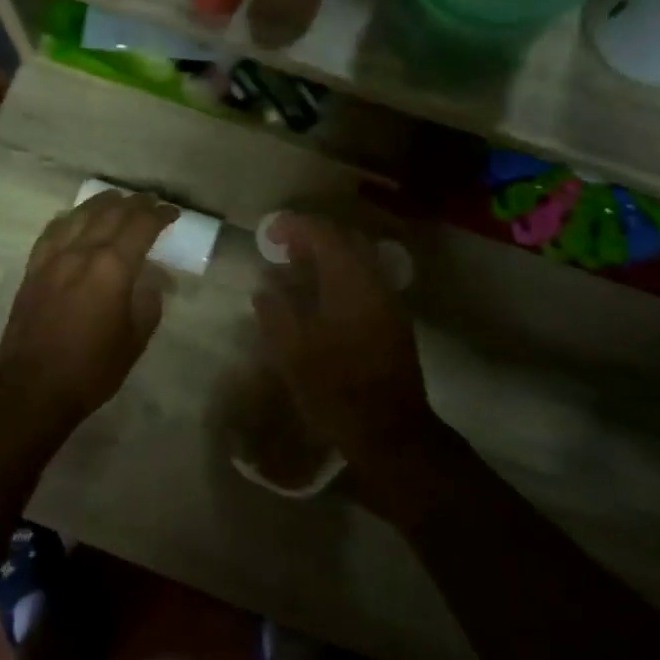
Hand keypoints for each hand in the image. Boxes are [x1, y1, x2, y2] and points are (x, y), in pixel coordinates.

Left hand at [0, 190, 177, 434]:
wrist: (34, 388)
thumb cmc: (92, 368)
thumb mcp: (136, 338)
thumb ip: (148, 300)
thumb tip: (151, 278)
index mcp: (112, 268)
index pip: (141, 226)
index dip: (159, 215)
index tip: (172, 213)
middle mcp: (81, 252)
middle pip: (111, 213)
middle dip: (135, 203)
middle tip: (151, 202)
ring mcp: (53, 258)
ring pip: (80, 215)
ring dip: (102, 203)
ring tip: (117, 199)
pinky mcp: (33, 269)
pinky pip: (53, 231)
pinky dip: (70, 218)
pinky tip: (75, 218)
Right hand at [253, 215, 460, 526]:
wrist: (391, 431)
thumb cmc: (336, 390)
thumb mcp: (293, 352)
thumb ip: (276, 311)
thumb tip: (266, 288)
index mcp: (351, 283)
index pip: (324, 235)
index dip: (294, 227)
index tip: (268, 234)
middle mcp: (376, 283)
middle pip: (346, 241)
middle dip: (313, 237)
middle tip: (282, 248)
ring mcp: (389, 302)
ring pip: (358, 261)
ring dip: (328, 258)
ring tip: (297, 270)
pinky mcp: (393, 322)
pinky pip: (365, 281)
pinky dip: (341, 277)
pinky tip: (321, 298)